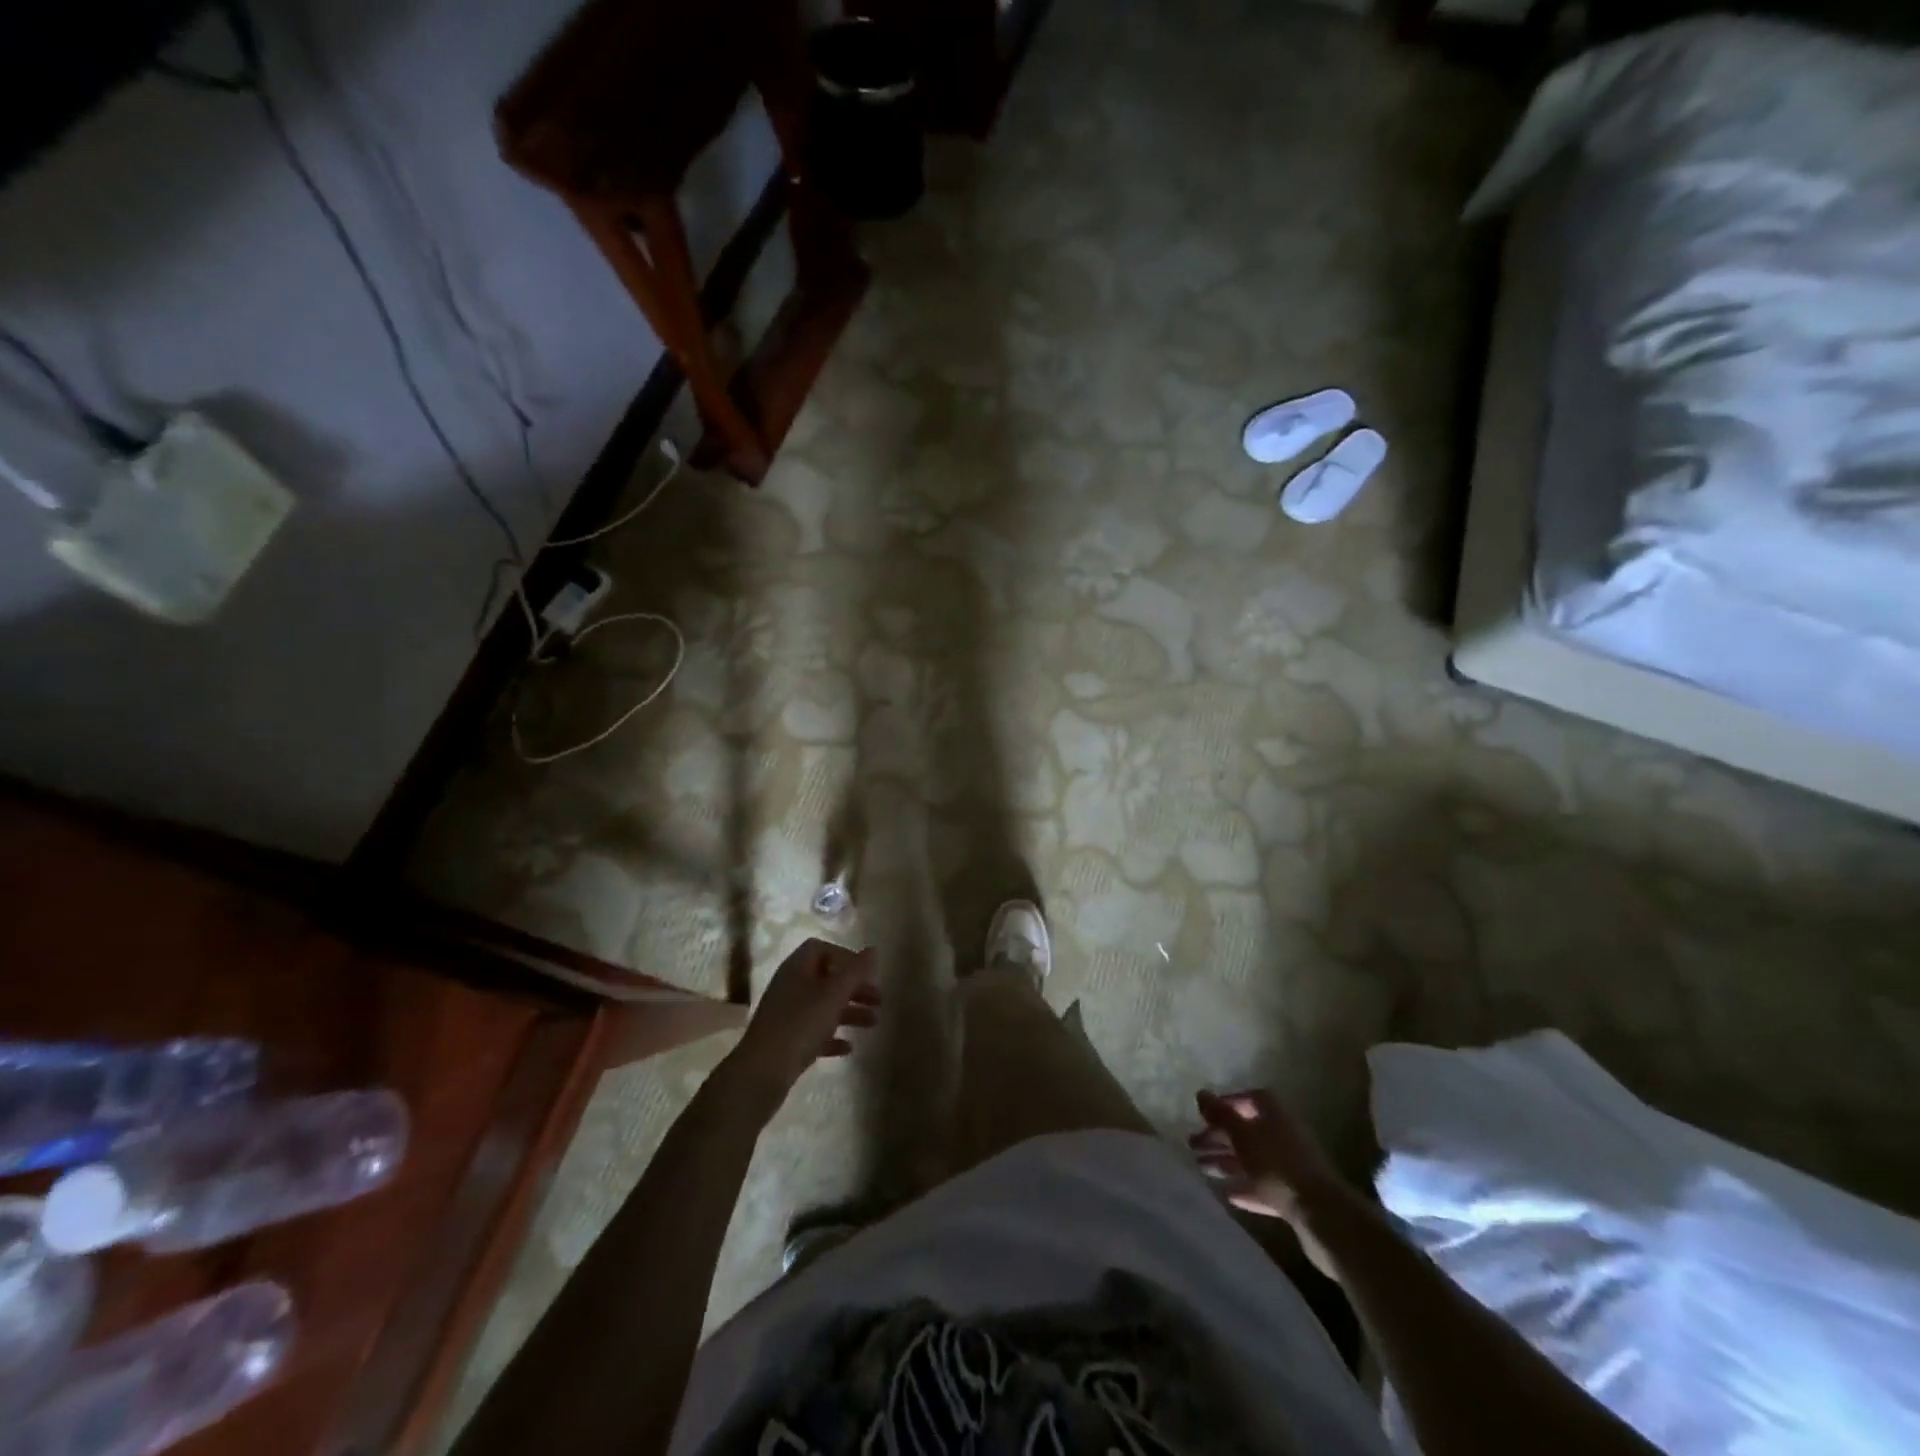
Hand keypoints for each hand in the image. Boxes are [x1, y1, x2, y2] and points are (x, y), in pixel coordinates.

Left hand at [726, 938, 879, 1106]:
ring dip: (849, 1012)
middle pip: (826, 978)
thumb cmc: (800, 1025)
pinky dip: (832, 1036)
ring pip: (823, 1006)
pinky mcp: (785, 1041)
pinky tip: (848, 1048)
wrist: (761, 1072)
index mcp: (797, 968)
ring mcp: (786, 1014)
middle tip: (878, 1000)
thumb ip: (855, 971)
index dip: (846, 957)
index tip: (867, 973)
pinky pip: (813, 1032)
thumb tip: (873, 949)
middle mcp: (790, 986)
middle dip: (854, 988)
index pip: (822, 949)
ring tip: (873, 1024)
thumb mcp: (833, 995)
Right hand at [1191, 1088, 1345, 1280]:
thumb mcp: (1242, 1135)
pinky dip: (1244, 1186)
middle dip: (1219, 1136)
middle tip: (1192, 1145)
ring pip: (1252, 1158)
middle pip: (1246, 1130)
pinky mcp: (1292, 1194)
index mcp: (1274, 1113)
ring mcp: (1289, 1165)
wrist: (1321, 1213)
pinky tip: (1226, 1193)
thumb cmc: (1277, 1164)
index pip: (1248, 1099)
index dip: (1225, 1104)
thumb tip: (1201, 1093)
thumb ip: (1221, 1114)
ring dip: (1227, 1161)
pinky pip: (1262, 1185)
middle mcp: (1283, 1133)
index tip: (1204, 1116)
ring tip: (1201, 1167)